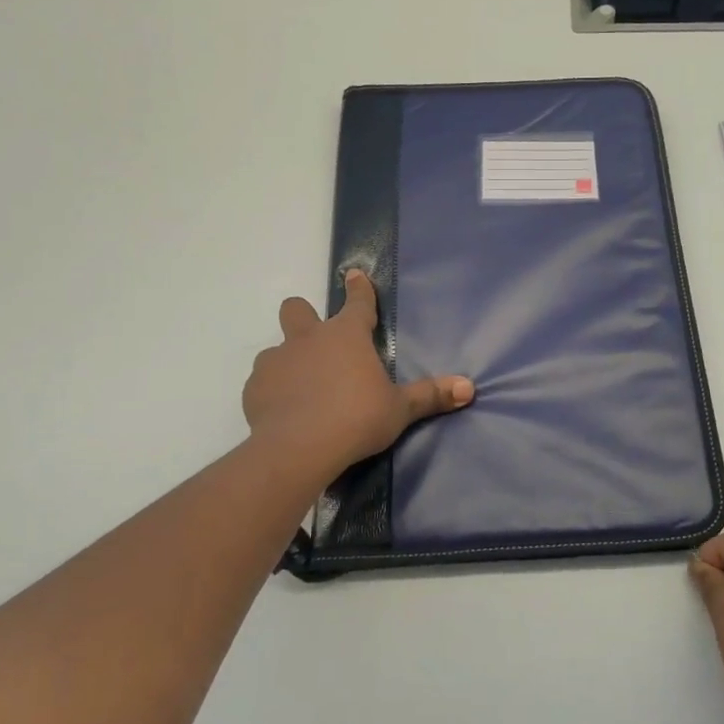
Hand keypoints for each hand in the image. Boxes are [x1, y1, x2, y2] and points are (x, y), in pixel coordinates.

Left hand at [242, 270, 473, 475]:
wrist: (298, 449)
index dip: (358, 288)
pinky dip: (273, 391)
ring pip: (276, 348)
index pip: (356, 302)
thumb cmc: (357, 419)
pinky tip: (283, 412)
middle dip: (304, 314)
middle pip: (297, 308)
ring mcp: (276, 361)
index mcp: (346, 335)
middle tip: (316, 339)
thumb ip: (430, 395)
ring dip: (288, 361)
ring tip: (302, 389)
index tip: (353, 274)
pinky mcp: (254, 389)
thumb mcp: (399, 410)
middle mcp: (308, 339)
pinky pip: (263, 381)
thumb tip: (469, 387)